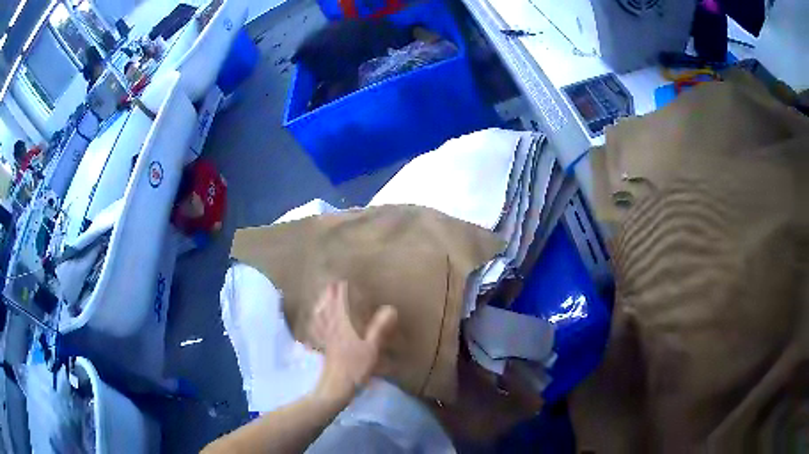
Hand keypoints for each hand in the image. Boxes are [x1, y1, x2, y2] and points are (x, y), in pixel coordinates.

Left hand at [308, 281, 397, 403]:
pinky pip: (319, 332)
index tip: (341, 280)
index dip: (339, 292)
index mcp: (342, 326)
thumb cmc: (354, 367)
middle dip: (328, 296)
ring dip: (321, 307)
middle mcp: (331, 330)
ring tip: (321, 300)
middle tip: (329, 284)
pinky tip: (316, 327)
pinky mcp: (325, 350)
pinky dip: (317, 325)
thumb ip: (379, 328)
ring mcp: (326, 340)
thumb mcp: (371, 348)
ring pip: (321, 319)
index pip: (339, 304)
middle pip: (327, 309)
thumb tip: (390, 308)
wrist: (336, 388)